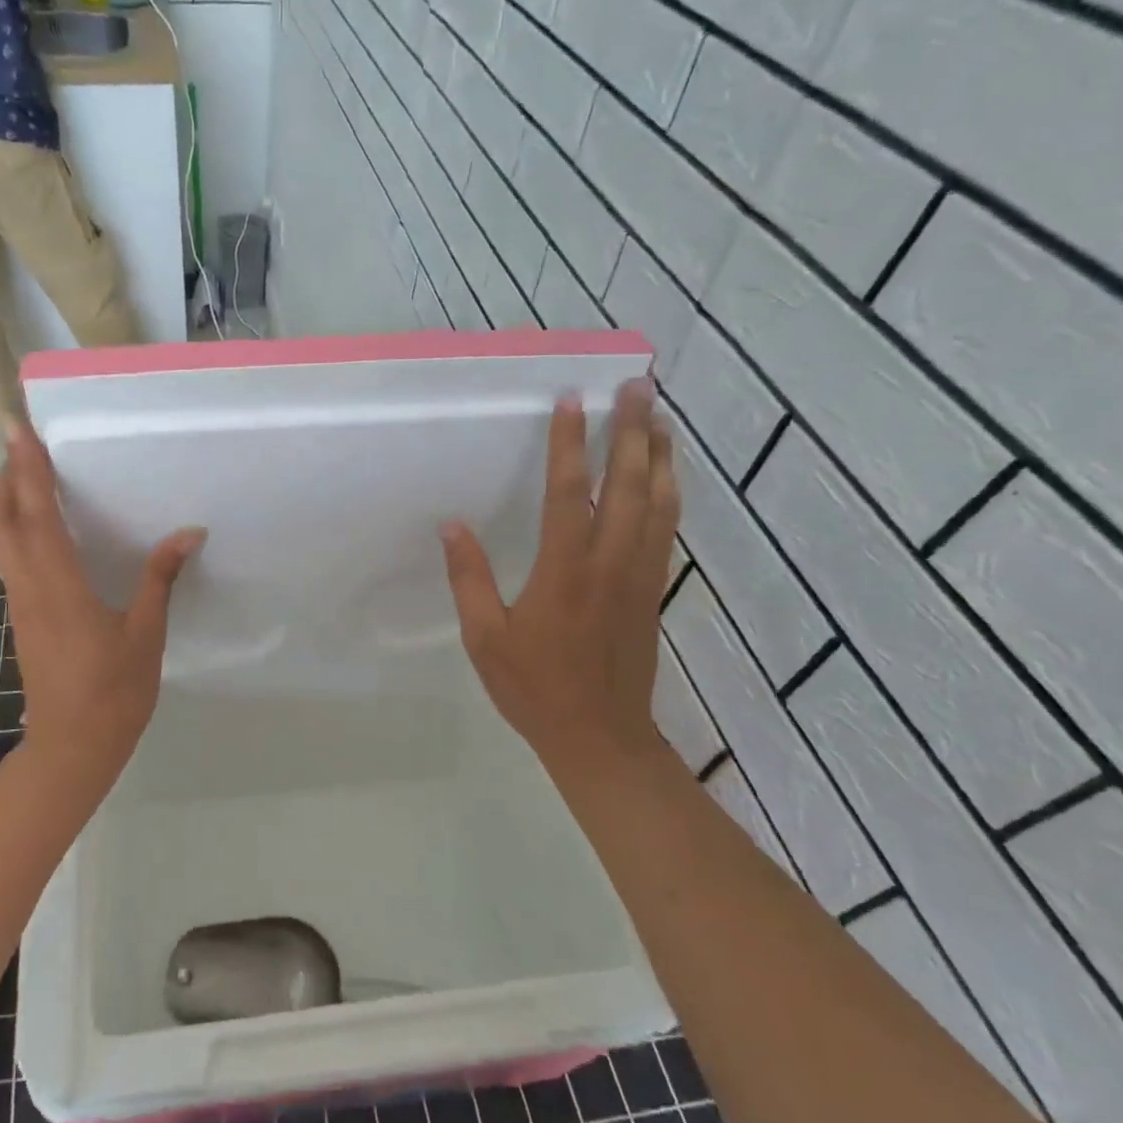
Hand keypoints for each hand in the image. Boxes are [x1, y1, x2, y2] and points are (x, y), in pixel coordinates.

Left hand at [0, 428, 204, 779]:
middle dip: (4, 477)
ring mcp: (20, 602)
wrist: (72, 747)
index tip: (18, 429)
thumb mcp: (145, 633)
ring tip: (35, 476)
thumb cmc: (113, 692)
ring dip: (6, 500)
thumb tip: (188, 532)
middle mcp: (28, 585)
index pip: (35, 514)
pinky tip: (49, 529)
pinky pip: (11, 558)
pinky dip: (18, 529)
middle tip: (28, 449)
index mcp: (58, 585)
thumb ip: (160, 578)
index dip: (26, 468)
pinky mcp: (23, 616)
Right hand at [440, 381, 677, 778]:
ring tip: (661, 418)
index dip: (569, 445)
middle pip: (630, 485)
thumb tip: (452, 526)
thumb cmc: (534, 687)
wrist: (600, 736)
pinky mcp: (654, 590)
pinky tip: (668, 478)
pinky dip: (671, 494)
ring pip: (660, 503)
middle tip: (638, 387)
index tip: (571, 401)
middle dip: (633, 432)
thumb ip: (469, 579)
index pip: (569, 493)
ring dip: (662, 456)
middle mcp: (610, 563)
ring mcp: (640, 576)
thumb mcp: (485, 638)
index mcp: (564, 571)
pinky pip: (667, 530)